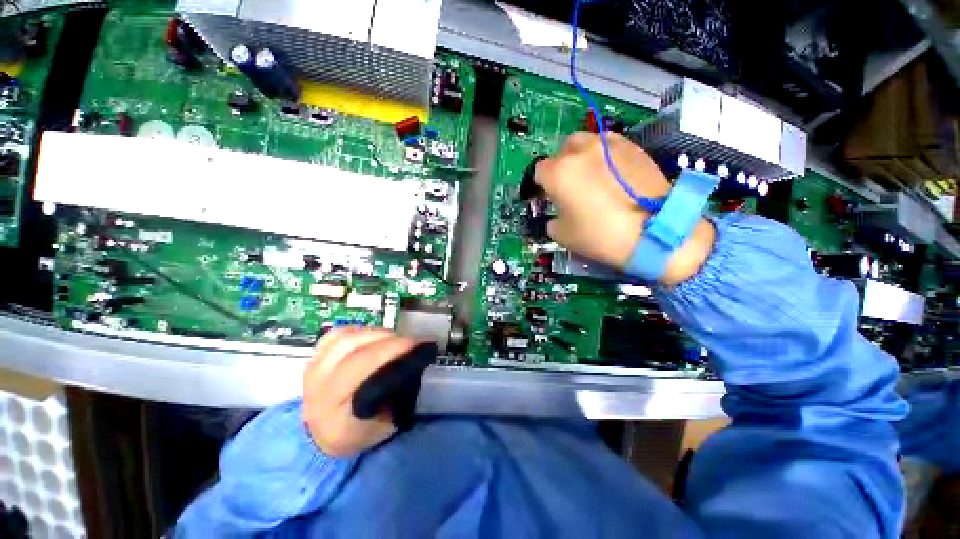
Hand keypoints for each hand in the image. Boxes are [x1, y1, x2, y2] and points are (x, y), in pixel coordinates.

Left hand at [303, 328, 423, 456]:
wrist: (322, 438)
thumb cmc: (361, 432)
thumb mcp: (385, 423)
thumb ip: (397, 392)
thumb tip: (412, 360)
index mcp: (336, 413)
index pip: (363, 368)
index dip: (393, 349)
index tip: (419, 344)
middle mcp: (319, 389)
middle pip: (355, 350)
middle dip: (390, 340)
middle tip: (413, 340)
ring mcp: (312, 371)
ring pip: (346, 339)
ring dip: (376, 334)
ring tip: (394, 340)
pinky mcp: (313, 359)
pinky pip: (336, 336)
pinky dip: (359, 331)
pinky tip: (373, 337)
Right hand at [534, 132, 714, 285]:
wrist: (653, 232)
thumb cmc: (600, 235)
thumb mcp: (562, 235)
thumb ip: (552, 219)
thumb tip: (558, 214)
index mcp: (559, 173)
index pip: (539, 171)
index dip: (541, 185)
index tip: (547, 197)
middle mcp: (580, 151)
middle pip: (562, 151)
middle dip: (561, 166)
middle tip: (569, 186)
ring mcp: (608, 145)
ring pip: (586, 142)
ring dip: (582, 156)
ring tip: (591, 176)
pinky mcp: (632, 147)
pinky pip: (609, 144)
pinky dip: (604, 155)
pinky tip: (612, 173)